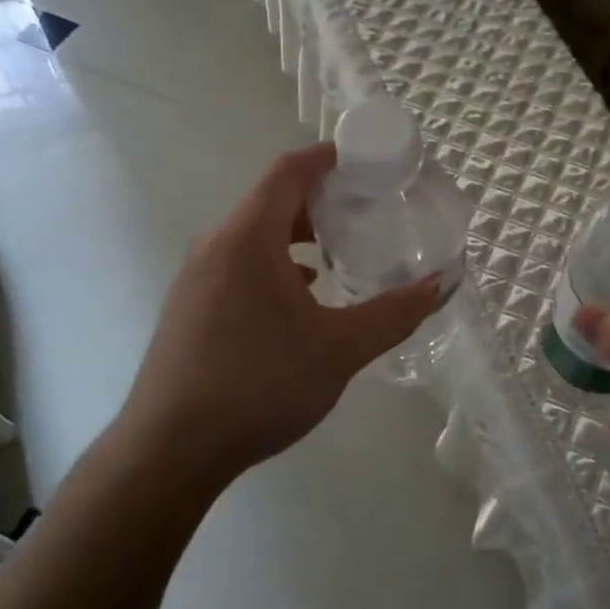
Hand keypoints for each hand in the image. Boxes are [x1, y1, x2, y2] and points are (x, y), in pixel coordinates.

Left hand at [122, 143, 442, 482]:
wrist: (169, 452)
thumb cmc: (258, 385)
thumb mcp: (340, 349)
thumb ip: (394, 313)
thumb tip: (439, 284)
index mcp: (248, 238)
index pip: (289, 171)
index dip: (328, 157)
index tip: (368, 160)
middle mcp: (217, 246)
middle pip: (272, 199)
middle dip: (321, 197)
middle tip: (367, 208)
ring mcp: (197, 277)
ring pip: (255, 234)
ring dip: (298, 232)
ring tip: (340, 251)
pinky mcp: (190, 307)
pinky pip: (240, 262)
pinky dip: (276, 262)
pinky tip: (303, 295)